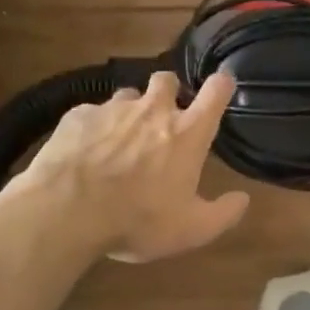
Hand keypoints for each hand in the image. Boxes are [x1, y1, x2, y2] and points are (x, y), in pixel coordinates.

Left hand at [15, 71, 250, 263]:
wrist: (66, 212)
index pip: (216, 90)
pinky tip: (85, 152)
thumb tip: (243, 199)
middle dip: (168, 91)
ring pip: (127, 95)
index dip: (221, 85)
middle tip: (162, 118)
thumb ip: (222, 214)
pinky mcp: (78, 116)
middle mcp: (153, 110)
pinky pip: (92, 113)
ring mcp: (113, 109)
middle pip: (167, 79)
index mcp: (187, 132)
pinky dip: (94, 127)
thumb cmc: (137, 220)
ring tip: (119, 139)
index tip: (220, 88)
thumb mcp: (190, 230)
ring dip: (130, 111)